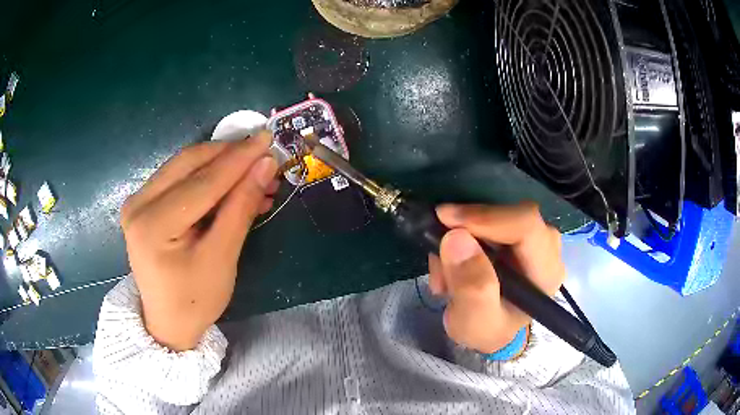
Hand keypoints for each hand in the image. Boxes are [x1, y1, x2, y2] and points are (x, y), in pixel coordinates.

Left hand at [120, 132, 278, 350]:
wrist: (167, 322)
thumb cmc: (195, 300)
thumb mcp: (222, 258)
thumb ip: (240, 208)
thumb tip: (264, 165)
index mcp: (152, 224)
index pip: (202, 182)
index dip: (239, 159)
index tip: (268, 139)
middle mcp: (138, 203)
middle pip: (189, 163)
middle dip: (229, 156)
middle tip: (263, 155)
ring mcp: (138, 201)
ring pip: (185, 167)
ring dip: (221, 166)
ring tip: (254, 173)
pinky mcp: (144, 203)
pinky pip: (179, 179)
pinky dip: (207, 178)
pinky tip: (232, 185)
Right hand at [428, 202, 564, 354]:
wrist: (490, 329)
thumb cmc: (487, 330)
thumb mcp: (473, 322)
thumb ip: (471, 288)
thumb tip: (456, 237)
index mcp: (546, 272)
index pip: (526, 225)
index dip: (486, 217)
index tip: (445, 220)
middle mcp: (547, 248)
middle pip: (512, 214)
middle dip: (469, 228)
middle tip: (440, 254)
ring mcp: (534, 237)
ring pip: (497, 212)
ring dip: (462, 234)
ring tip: (444, 271)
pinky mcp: (518, 232)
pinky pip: (489, 217)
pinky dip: (464, 233)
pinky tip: (452, 264)